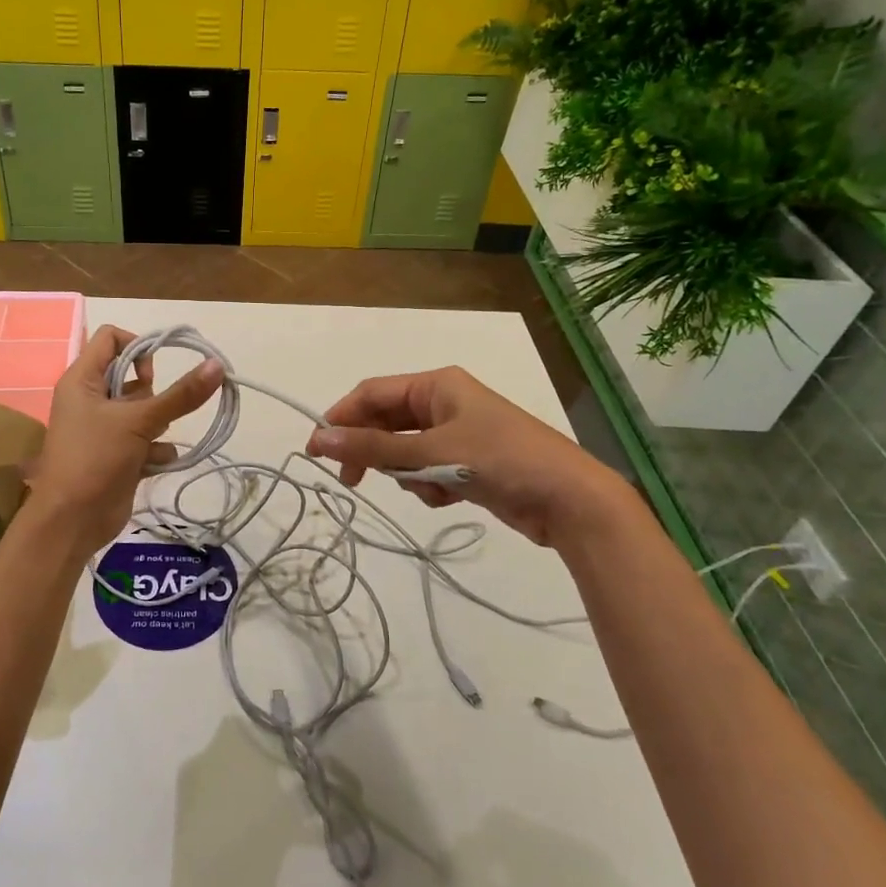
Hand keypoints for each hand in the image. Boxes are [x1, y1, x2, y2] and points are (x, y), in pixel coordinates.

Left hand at [25, 325, 224, 557]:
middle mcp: (90, 398)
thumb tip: (217, 364)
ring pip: (142, 410)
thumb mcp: (139, 421)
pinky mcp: (116, 454)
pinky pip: (144, 439)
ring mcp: (103, 428)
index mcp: (82, 379)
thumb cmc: (95, 459)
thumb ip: (180, 395)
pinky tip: (156, 463)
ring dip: (158, 424)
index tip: (155, 372)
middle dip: (152, 395)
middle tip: (154, 412)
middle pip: (131, 376)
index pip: (111, 338)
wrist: (72, 521)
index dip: (138, 346)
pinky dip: (155, 450)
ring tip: (155, 440)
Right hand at [306, 367, 633, 548]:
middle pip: (386, 423)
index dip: (341, 419)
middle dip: (374, 452)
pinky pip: (428, 471)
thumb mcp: (431, 453)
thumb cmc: (500, 461)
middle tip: (351, 481)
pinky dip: (429, 486)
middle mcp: (444, 403)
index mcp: (437, 385)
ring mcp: (458, 434)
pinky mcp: (469, 464)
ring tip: (428, 488)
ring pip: (405, 452)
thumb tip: (319, 439)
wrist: (570, 501)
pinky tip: (449, 498)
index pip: (372, 394)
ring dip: (407, 474)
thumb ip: (373, 449)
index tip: (315, 451)